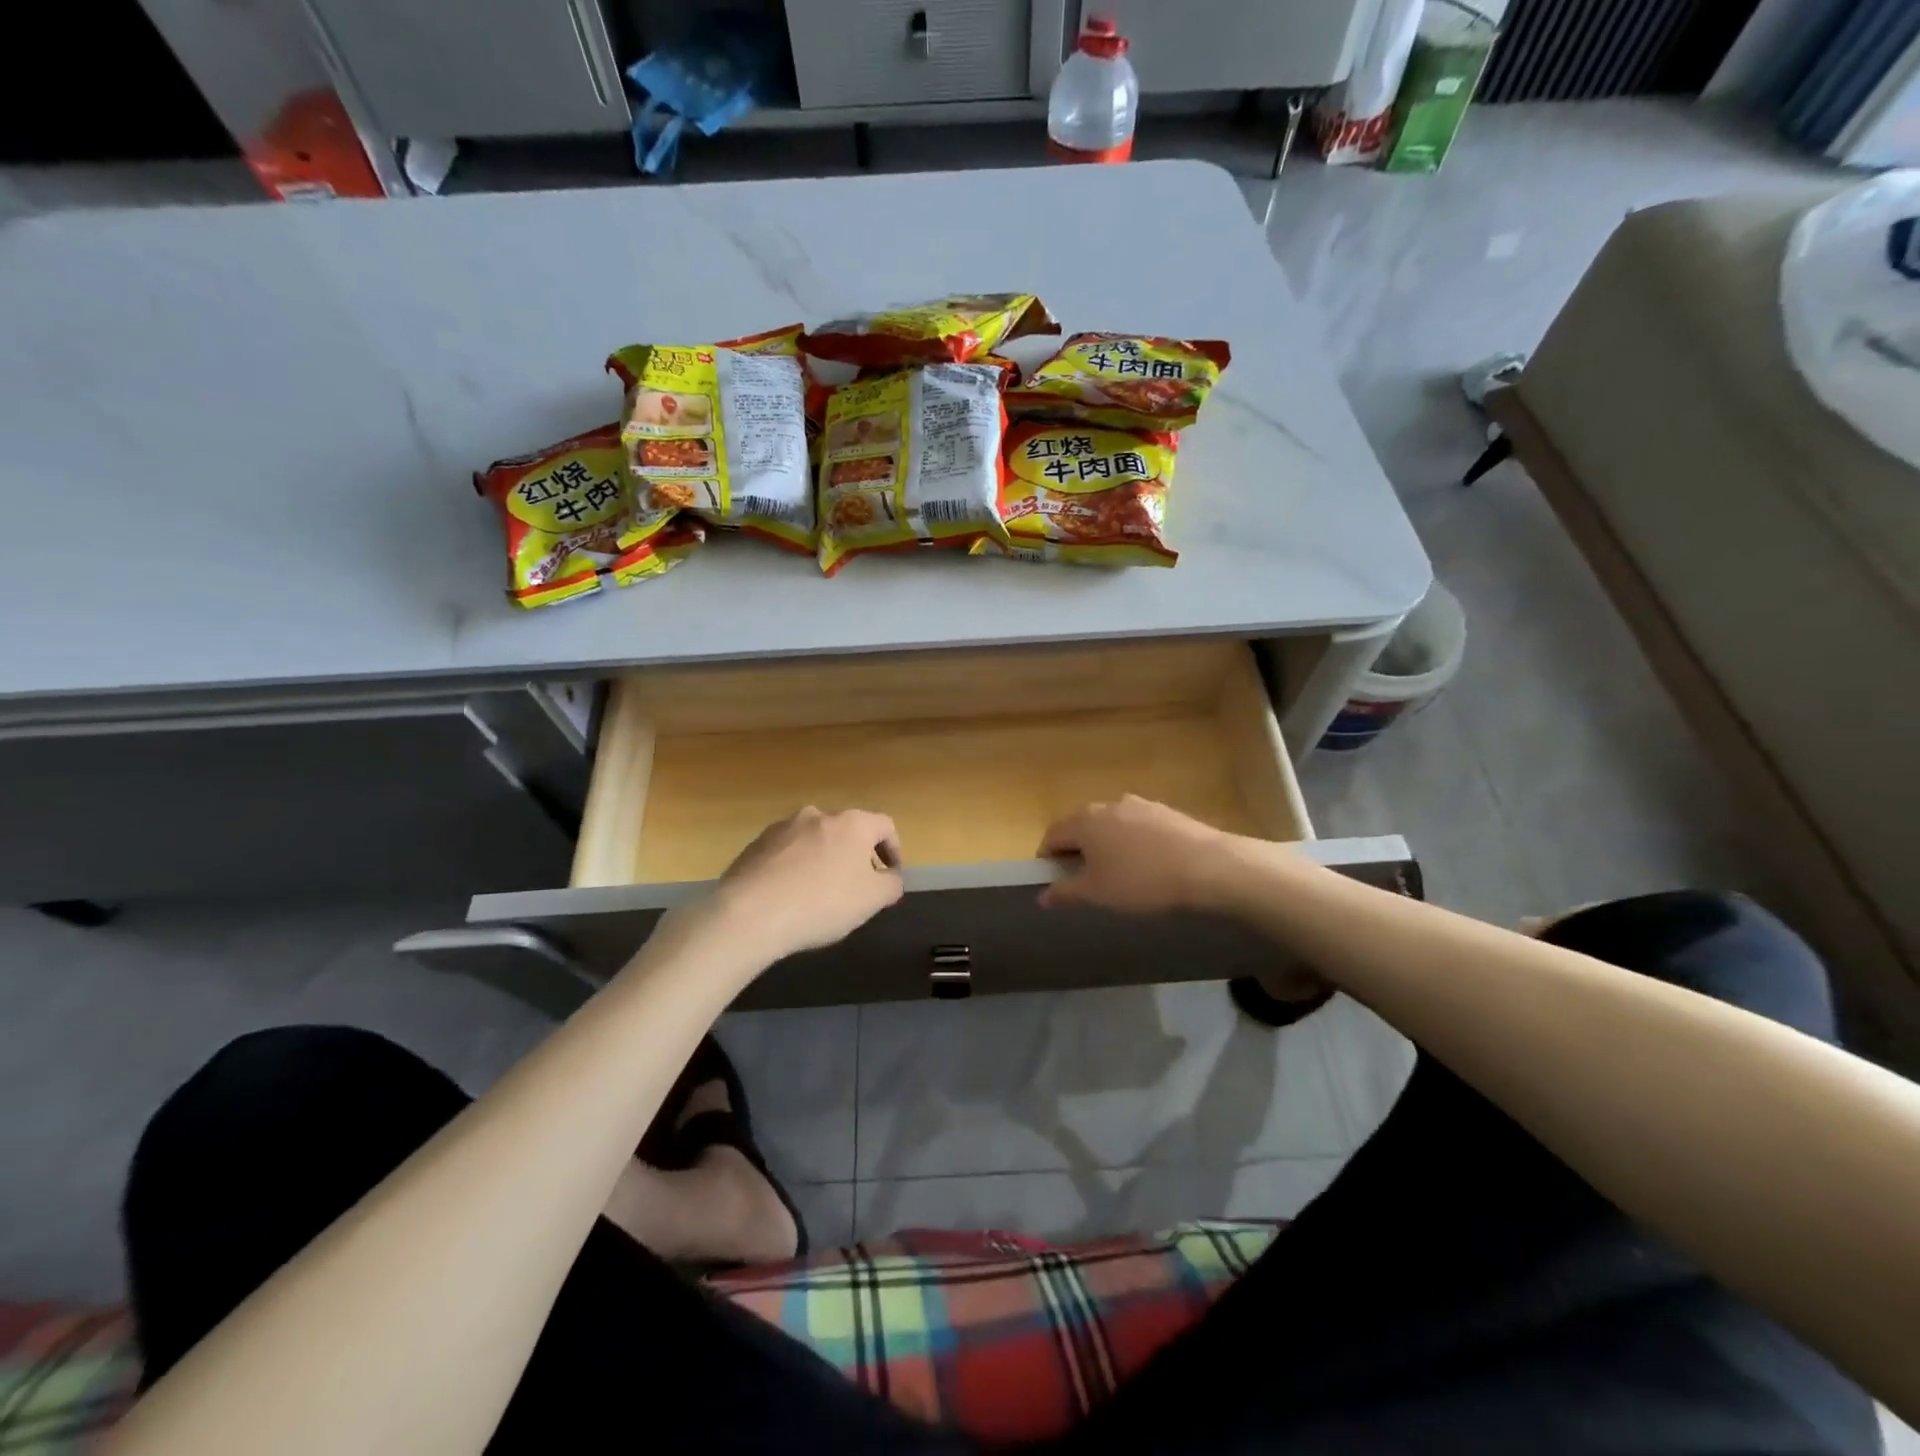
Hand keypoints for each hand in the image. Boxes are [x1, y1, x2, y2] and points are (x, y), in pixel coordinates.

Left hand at [714, 807, 904, 958]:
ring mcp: (782, 827)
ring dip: (823, 859)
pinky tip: (789, 895)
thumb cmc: (822, 903)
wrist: (749, 914)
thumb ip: (891, 884)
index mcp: (852, 823)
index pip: (885, 825)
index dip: (894, 849)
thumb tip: (890, 877)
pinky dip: (795, 868)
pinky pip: (786, 853)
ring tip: (819, 892)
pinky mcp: (755, 844)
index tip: (891, 873)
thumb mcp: (872, 900)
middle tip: (856, 885)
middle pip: (847, 830)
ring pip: (814, 840)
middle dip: (856, 855)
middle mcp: (818, 815)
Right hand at [1038, 796, 1245, 914]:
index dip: (1047, 858)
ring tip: (1121, 875)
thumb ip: (1066, 893)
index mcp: (1085, 821)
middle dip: (1078, 851)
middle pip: (1082, 826)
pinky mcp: (1167, 812)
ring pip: (1112, 825)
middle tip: (1086, 881)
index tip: (1054, 880)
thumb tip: (1042, 896)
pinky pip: (1139, 827)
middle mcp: (1108, 805)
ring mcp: (1140, 805)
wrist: (1208, 866)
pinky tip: (1150, 867)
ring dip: (1107, 846)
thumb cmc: (1141, 881)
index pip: (1053, 835)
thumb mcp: (1098, 894)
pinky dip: (1134, 844)